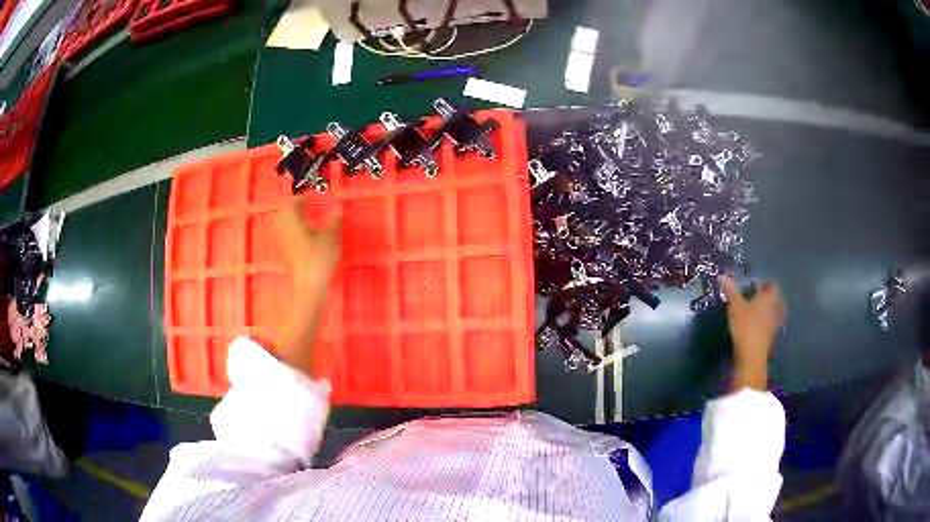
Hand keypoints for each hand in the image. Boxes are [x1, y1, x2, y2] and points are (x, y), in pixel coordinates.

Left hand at [275, 198, 341, 294]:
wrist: (307, 289)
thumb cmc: (317, 261)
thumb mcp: (330, 238)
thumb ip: (333, 221)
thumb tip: (337, 208)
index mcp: (292, 222)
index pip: (290, 203)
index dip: (300, 198)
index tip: (310, 198)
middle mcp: (284, 231)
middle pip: (283, 213)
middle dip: (293, 208)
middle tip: (305, 207)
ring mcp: (283, 244)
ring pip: (283, 226)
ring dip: (293, 220)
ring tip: (307, 221)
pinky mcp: (286, 256)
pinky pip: (287, 237)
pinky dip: (294, 232)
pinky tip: (307, 238)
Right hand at [721, 276, 785, 390]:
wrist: (752, 355)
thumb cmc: (746, 326)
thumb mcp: (735, 306)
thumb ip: (731, 290)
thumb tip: (722, 275)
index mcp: (770, 296)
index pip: (771, 284)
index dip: (764, 284)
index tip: (754, 287)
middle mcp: (777, 306)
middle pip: (775, 297)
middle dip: (767, 297)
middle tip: (755, 298)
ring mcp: (777, 322)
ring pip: (774, 311)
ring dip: (767, 310)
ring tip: (756, 312)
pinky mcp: (774, 336)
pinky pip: (772, 323)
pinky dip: (767, 322)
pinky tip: (757, 326)